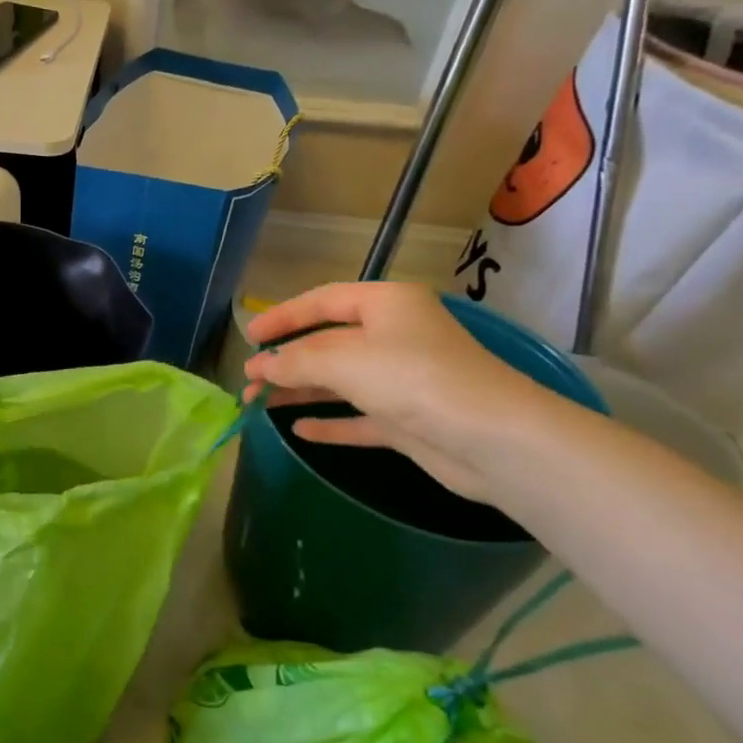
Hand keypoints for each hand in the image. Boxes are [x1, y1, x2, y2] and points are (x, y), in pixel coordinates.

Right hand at [243, 282, 569, 501]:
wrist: (493, 440)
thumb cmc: (414, 379)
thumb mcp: (343, 360)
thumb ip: (295, 360)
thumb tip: (260, 368)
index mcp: (386, 305)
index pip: (323, 301)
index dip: (283, 316)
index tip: (250, 336)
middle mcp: (395, 337)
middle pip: (328, 344)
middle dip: (286, 361)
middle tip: (249, 379)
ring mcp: (402, 381)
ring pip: (339, 382)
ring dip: (299, 392)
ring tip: (257, 404)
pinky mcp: (408, 420)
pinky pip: (358, 418)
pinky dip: (329, 422)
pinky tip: (298, 430)